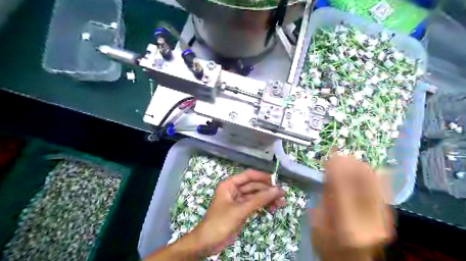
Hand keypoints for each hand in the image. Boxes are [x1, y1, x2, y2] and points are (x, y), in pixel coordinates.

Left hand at [188, 169, 283, 256]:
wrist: (208, 243)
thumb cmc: (220, 222)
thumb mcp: (240, 210)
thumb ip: (259, 199)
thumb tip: (277, 190)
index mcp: (230, 184)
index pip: (248, 175)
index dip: (263, 177)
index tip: (276, 181)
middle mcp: (234, 190)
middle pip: (254, 186)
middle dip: (268, 190)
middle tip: (282, 195)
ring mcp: (238, 200)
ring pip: (256, 196)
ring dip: (267, 199)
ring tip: (281, 203)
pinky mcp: (242, 210)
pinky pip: (255, 204)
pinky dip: (263, 206)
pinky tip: (272, 209)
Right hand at [309, 156, 396, 259]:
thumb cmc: (329, 247)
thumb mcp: (318, 223)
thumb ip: (326, 198)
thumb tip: (330, 173)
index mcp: (347, 225)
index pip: (343, 188)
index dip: (337, 168)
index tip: (330, 156)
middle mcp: (369, 221)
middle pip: (363, 183)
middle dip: (351, 164)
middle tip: (340, 154)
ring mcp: (383, 219)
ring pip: (376, 183)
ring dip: (362, 167)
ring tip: (350, 159)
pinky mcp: (389, 217)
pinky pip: (384, 189)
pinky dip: (375, 175)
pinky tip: (366, 167)